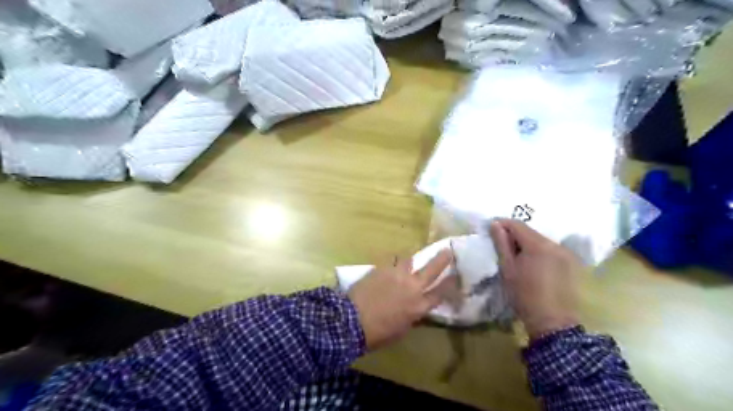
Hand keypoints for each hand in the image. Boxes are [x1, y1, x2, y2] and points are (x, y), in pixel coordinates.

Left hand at [348, 250, 455, 349]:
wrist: (351, 320)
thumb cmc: (377, 333)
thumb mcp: (401, 331)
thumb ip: (412, 317)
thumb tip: (415, 310)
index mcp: (419, 306)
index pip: (441, 293)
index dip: (450, 284)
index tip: (456, 276)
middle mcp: (412, 287)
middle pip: (432, 269)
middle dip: (442, 259)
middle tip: (448, 250)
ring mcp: (397, 275)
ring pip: (410, 260)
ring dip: (412, 261)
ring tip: (410, 261)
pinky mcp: (382, 268)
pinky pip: (392, 262)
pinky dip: (394, 264)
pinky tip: (389, 267)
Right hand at [489, 220, 587, 337]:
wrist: (552, 322)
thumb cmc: (524, 294)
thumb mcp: (508, 268)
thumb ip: (502, 244)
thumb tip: (495, 224)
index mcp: (538, 245)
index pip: (517, 225)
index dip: (502, 223)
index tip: (491, 227)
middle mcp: (554, 244)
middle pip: (530, 232)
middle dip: (514, 234)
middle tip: (500, 243)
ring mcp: (565, 253)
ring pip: (540, 240)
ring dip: (526, 243)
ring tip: (515, 255)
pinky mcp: (570, 263)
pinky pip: (550, 250)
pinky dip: (538, 251)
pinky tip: (530, 263)